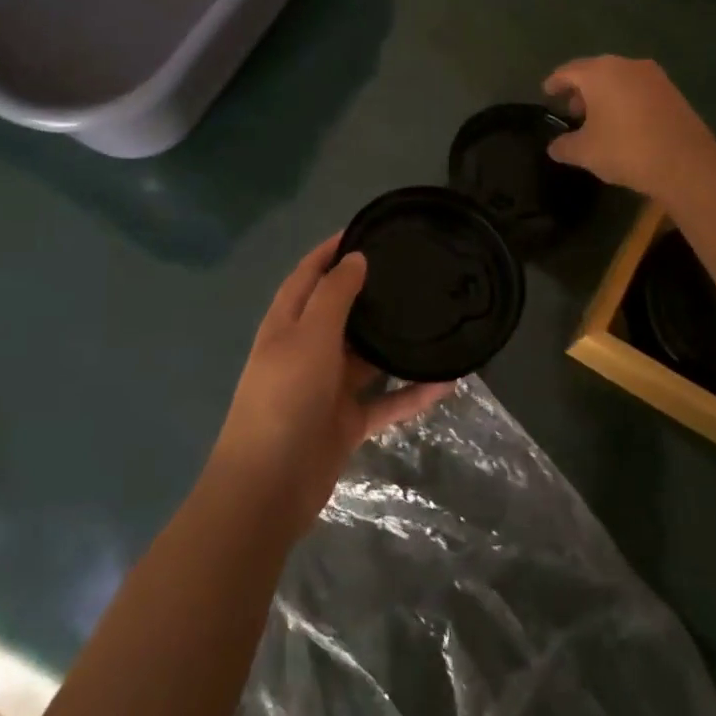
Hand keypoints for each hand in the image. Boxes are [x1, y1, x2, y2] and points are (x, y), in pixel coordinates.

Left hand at [208, 235, 453, 538]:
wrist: (268, 486)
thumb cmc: (285, 397)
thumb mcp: (309, 336)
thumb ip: (334, 295)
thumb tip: (354, 259)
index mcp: (287, 324)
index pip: (308, 274)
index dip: (330, 250)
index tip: (364, 229)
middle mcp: (306, 350)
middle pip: (341, 313)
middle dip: (369, 293)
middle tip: (411, 273)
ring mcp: (327, 388)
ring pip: (368, 357)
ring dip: (396, 344)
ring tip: (434, 319)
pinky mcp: (346, 422)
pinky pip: (385, 401)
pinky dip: (412, 393)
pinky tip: (447, 381)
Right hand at [543, 55, 715, 198]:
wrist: (685, 163)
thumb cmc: (625, 149)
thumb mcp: (584, 152)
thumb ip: (564, 146)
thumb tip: (554, 146)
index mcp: (599, 73)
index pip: (568, 71)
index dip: (554, 83)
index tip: (547, 93)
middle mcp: (626, 65)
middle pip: (595, 72)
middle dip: (581, 90)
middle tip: (571, 111)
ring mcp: (653, 76)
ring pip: (619, 79)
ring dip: (604, 95)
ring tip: (597, 120)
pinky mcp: (672, 91)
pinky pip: (638, 90)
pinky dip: (625, 101)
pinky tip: (623, 123)